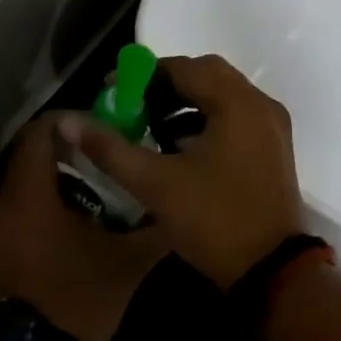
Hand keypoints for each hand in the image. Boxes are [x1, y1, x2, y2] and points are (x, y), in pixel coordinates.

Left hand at [0, 115, 168, 340]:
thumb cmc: (78, 301)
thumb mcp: (127, 264)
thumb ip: (154, 230)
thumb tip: (179, 211)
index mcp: (30, 198)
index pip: (38, 134)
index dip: (68, 121)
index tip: (100, 127)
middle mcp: (3, 209)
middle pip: (29, 160)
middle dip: (67, 153)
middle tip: (106, 159)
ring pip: (22, 191)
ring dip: (55, 184)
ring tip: (97, 195)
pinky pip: (17, 218)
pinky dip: (42, 211)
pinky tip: (74, 231)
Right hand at [59, 55, 303, 288]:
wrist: (270, 272)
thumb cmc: (214, 221)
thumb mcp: (156, 184)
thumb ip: (111, 148)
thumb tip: (67, 121)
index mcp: (238, 104)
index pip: (186, 68)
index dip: (144, 74)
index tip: (113, 90)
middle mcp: (261, 106)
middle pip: (208, 75)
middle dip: (166, 85)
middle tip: (133, 104)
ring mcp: (273, 128)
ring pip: (224, 96)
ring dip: (187, 102)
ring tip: (150, 125)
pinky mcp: (274, 149)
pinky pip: (236, 117)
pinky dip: (207, 120)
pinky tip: (180, 147)